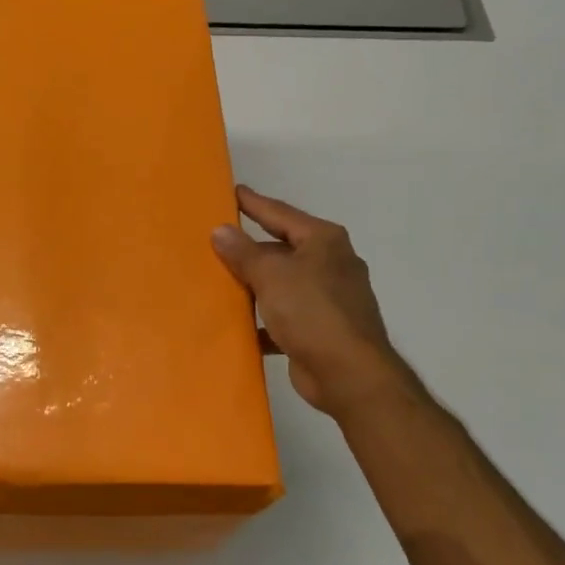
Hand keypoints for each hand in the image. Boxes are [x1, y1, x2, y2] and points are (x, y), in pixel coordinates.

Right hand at [211, 185, 405, 416]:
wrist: (348, 373)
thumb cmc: (311, 312)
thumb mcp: (271, 275)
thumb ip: (243, 252)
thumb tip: (220, 230)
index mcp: (323, 241)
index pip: (281, 213)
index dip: (254, 203)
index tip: (232, 192)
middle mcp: (330, 264)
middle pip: (282, 249)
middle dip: (250, 249)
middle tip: (216, 242)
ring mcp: (328, 298)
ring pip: (282, 284)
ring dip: (255, 285)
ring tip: (220, 282)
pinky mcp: (320, 329)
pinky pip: (284, 317)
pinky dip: (264, 320)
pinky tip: (239, 325)